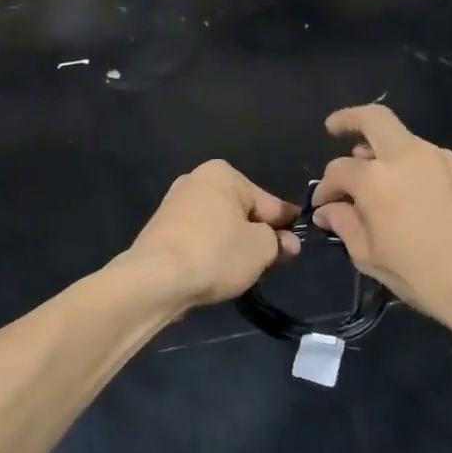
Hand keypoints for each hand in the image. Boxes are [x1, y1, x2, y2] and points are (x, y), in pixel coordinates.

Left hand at [124, 161, 300, 312]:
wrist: (155, 278)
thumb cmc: (215, 253)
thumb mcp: (261, 249)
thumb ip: (279, 242)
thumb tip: (288, 242)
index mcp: (223, 174)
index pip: (268, 201)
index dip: (285, 225)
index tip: (296, 245)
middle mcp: (196, 180)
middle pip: (242, 212)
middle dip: (257, 235)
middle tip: (271, 263)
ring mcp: (174, 204)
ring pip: (219, 226)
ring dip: (233, 245)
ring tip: (242, 272)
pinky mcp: (160, 230)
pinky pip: (198, 239)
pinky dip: (210, 252)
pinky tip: (214, 272)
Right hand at [312, 106, 451, 330]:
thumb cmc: (423, 277)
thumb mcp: (370, 257)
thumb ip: (344, 224)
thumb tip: (329, 209)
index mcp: (376, 179)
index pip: (338, 170)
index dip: (325, 187)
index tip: (323, 205)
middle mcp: (409, 156)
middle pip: (374, 119)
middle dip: (350, 119)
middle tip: (335, 128)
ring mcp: (446, 158)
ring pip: (409, 144)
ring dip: (391, 157)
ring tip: (388, 185)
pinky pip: (439, 164)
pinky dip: (425, 174)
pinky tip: (429, 201)